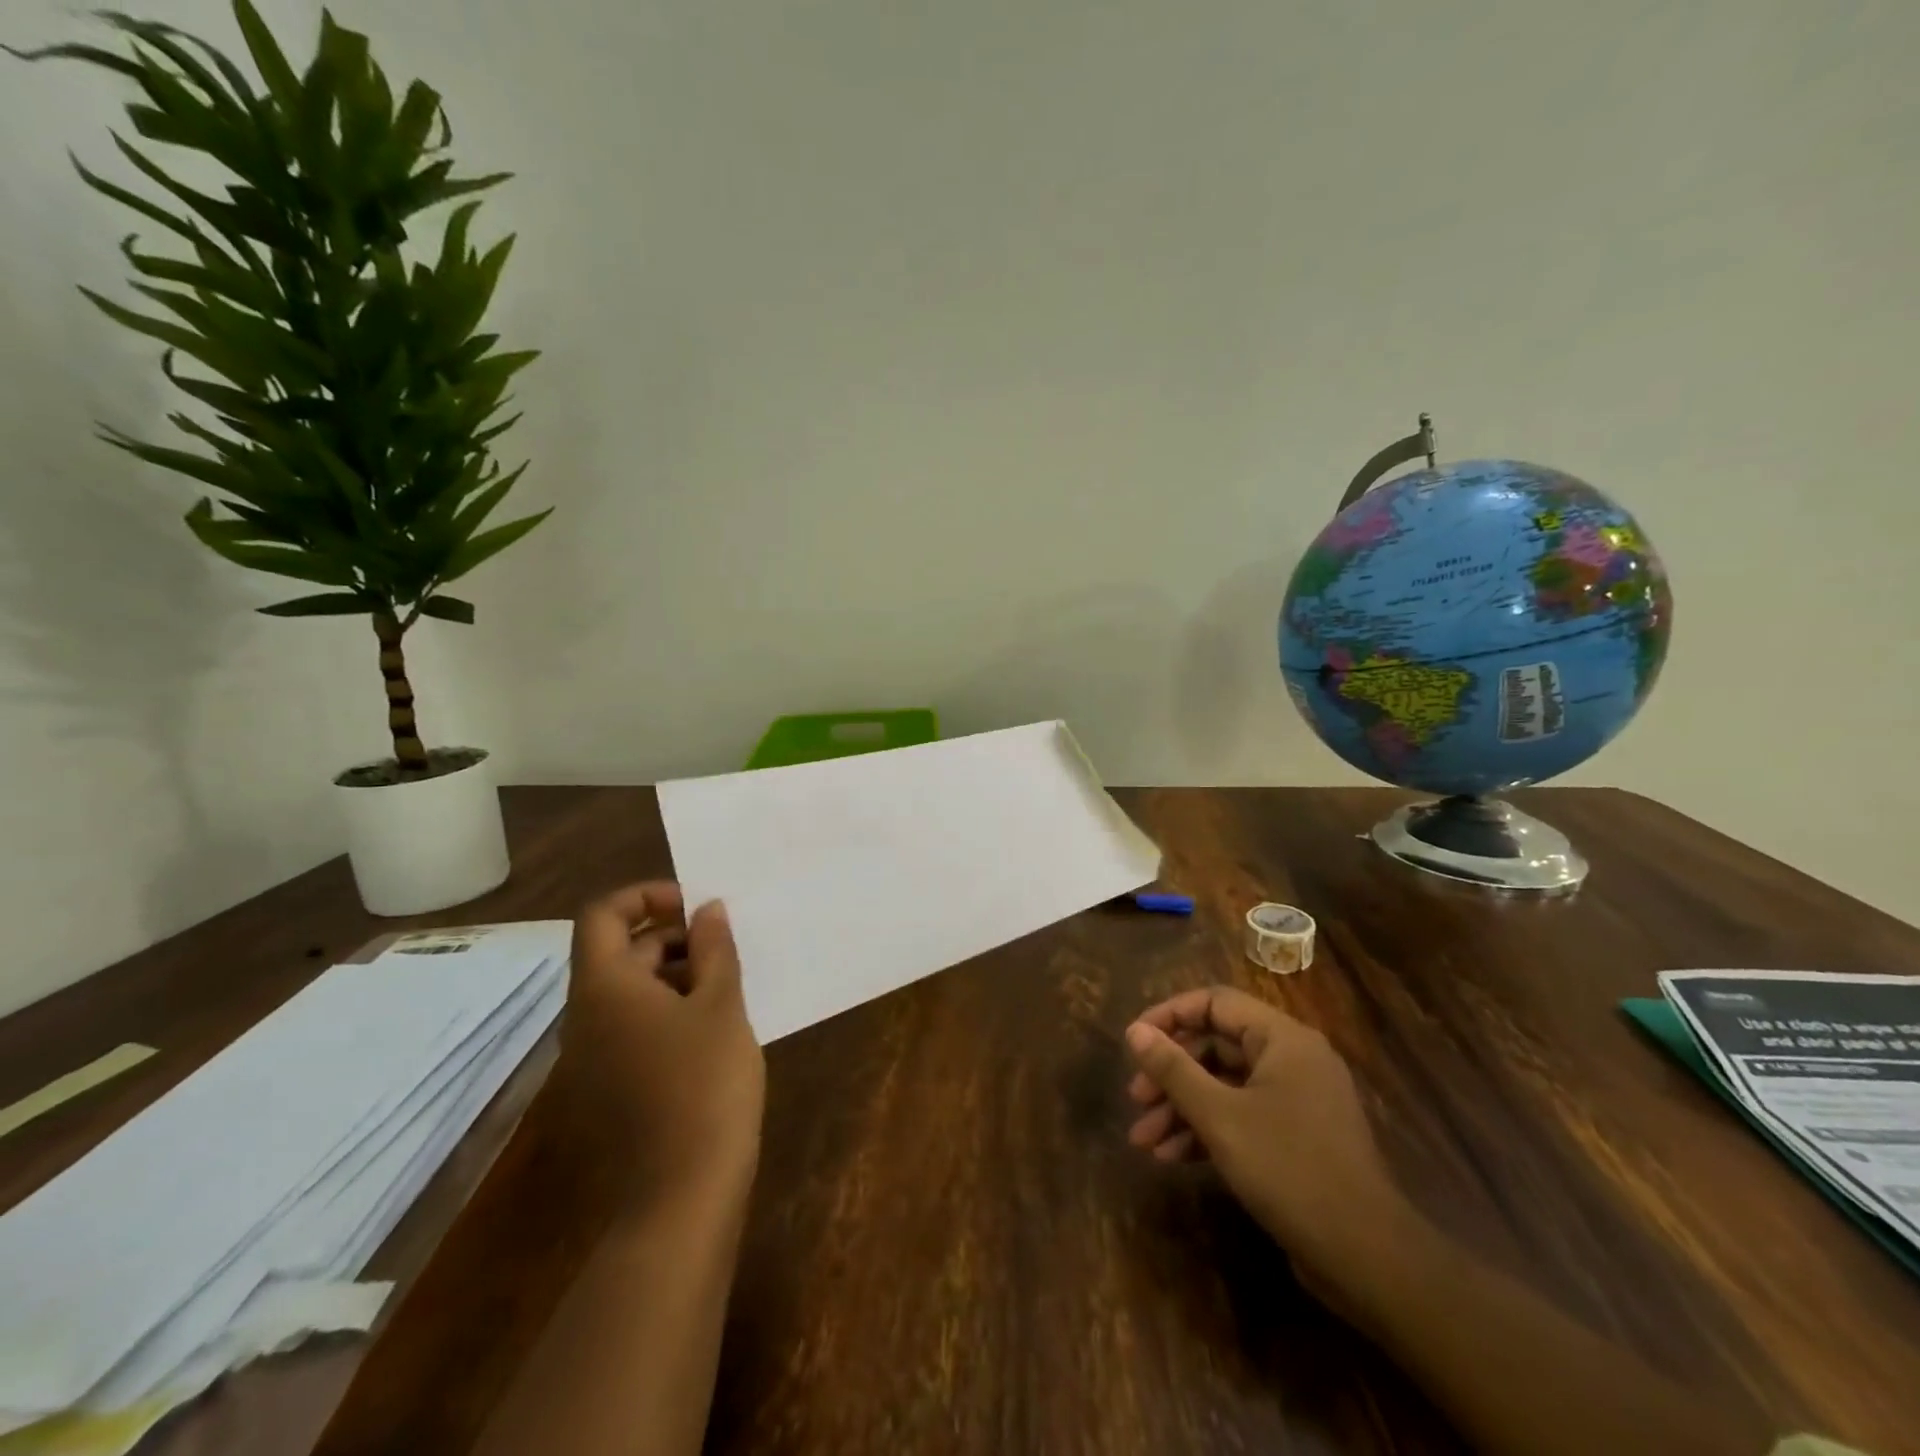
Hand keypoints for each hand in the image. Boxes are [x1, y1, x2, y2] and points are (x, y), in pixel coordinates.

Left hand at [560, 882, 764, 1210]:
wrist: (682, 1193)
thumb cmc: (705, 1082)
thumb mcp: (721, 1004)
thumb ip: (714, 948)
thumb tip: (707, 909)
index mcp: (604, 987)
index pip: (603, 914)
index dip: (646, 896)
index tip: (695, 906)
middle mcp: (584, 1016)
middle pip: (619, 952)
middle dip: (672, 937)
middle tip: (725, 948)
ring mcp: (591, 1056)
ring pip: (628, 991)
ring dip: (674, 974)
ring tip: (727, 986)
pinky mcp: (607, 1087)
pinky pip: (631, 1026)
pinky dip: (667, 1010)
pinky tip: (712, 1027)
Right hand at [1124, 986, 1409, 1286]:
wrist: (1367, 1259)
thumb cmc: (1289, 1170)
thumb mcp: (1220, 1117)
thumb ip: (1174, 1069)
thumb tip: (1134, 1030)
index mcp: (1283, 1039)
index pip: (1215, 1002)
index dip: (1170, 1015)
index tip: (1134, 1040)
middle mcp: (1293, 1059)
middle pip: (1217, 1046)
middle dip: (1172, 1073)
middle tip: (1136, 1098)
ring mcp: (1297, 1100)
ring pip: (1225, 1085)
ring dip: (1182, 1107)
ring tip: (1144, 1140)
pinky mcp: (1296, 1137)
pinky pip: (1242, 1115)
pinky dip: (1208, 1130)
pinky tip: (1173, 1156)